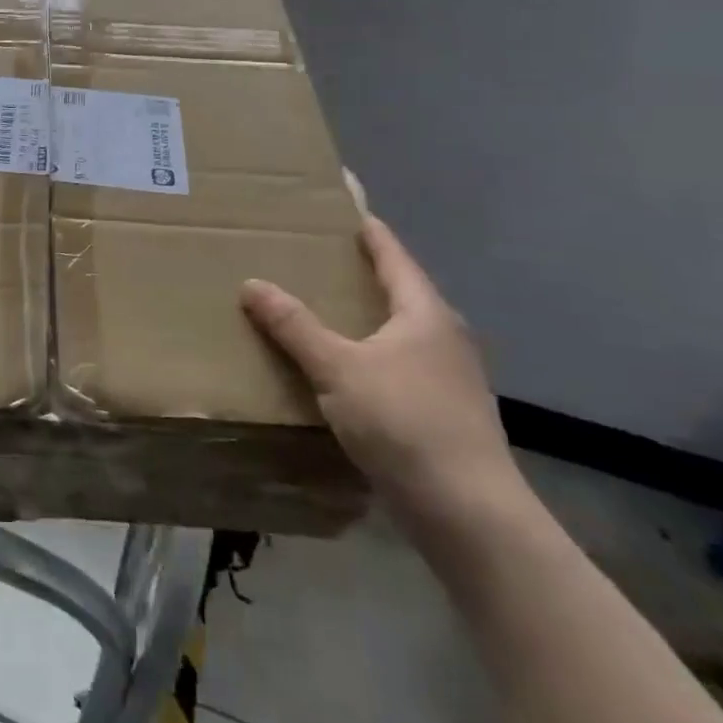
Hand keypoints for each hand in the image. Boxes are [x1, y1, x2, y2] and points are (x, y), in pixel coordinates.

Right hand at [240, 216, 525, 539]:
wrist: (469, 514)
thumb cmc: (404, 423)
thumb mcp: (337, 368)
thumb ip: (294, 326)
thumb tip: (252, 283)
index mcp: (425, 314)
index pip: (394, 256)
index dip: (370, 231)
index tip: (349, 208)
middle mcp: (445, 338)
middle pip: (402, 292)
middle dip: (364, 274)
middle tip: (321, 258)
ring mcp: (451, 379)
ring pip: (402, 333)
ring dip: (368, 318)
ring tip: (326, 310)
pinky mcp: (446, 415)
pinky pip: (401, 367)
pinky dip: (372, 355)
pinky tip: (347, 371)